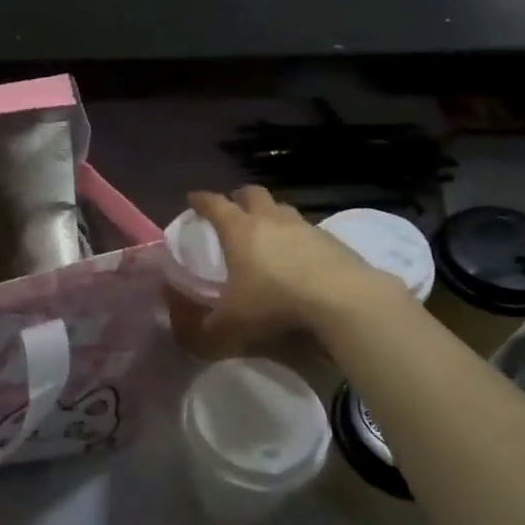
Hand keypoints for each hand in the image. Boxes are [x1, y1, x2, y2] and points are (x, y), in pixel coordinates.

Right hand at [184, 186, 403, 351]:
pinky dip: (298, 239)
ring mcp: (306, 228)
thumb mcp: (227, 328)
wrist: (343, 301)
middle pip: (253, 194)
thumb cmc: (274, 304)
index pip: (214, 204)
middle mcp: (271, 220)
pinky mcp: (333, 242)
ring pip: (283, 210)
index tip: (193, 200)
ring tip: (266, 233)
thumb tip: (180, 326)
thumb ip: (198, 330)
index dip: (201, 201)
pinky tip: (298, 259)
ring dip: (271, 216)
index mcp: (239, 230)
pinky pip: (308, 232)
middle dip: (239, 198)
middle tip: (232, 209)